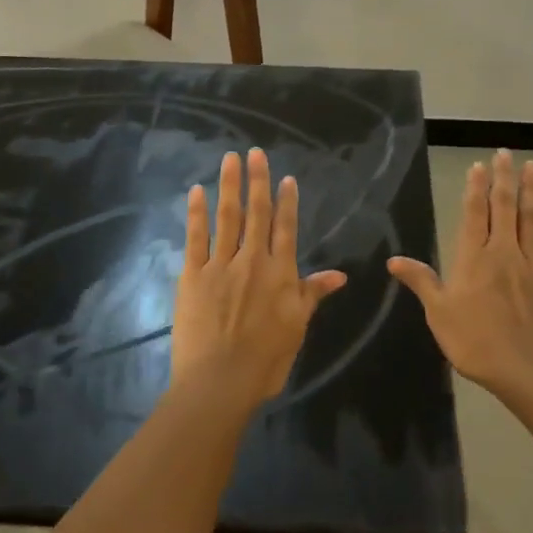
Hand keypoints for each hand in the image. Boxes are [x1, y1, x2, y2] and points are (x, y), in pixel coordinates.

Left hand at [172, 148, 347, 406]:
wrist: (220, 380)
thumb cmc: (265, 360)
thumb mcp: (297, 327)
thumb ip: (312, 294)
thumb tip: (339, 275)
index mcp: (280, 273)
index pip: (286, 228)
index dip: (286, 201)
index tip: (285, 177)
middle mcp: (252, 261)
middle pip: (256, 213)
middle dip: (257, 181)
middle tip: (255, 152)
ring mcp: (220, 265)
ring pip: (227, 217)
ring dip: (229, 186)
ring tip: (229, 159)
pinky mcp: (193, 275)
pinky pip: (196, 237)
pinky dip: (196, 213)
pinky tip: (196, 192)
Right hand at [388, 149, 532, 395]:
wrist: (526, 369)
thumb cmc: (475, 342)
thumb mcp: (438, 313)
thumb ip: (421, 282)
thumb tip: (393, 260)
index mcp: (473, 258)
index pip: (474, 214)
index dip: (475, 188)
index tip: (479, 165)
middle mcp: (503, 252)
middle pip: (504, 207)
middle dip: (503, 179)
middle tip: (505, 153)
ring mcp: (532, 264)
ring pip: (532, 219)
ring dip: (532, 191)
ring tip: (532, 166)